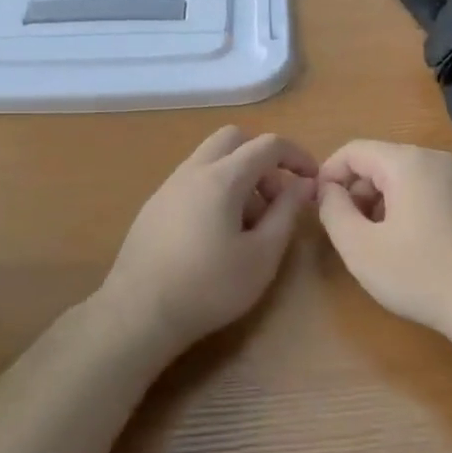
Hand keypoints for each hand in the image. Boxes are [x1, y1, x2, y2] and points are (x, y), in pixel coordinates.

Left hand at [95, 127, 318, 349]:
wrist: (139, 313)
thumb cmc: (209, 286)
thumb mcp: (262, 255)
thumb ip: (286, 213)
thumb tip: (304, 184)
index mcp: (222, 177)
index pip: (268, 145)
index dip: (297, 156)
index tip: (312, 180)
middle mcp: (193, 170)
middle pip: (233, 139)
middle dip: (262, 159)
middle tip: (275, 198)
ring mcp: (168, 186)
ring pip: (211, 159)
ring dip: (238, 176)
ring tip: (248, 225)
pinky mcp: (154, 205)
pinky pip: (193, 180)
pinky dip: (215, 190)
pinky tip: (216, 234)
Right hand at [317, 140, 451, 340]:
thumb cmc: (421, 275)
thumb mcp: (360, 248)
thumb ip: (333, 211)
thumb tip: (328, 190)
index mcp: (407, 162)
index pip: (354, 150)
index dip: (329, 174)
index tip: (320, 207)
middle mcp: (437, 159)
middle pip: (382, 161)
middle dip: (357, 190)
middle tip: (349, 231)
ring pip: (406, 176)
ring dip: (383, 201)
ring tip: (379, 241)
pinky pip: (431, 190)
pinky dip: (410, 207)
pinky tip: (412, 245)